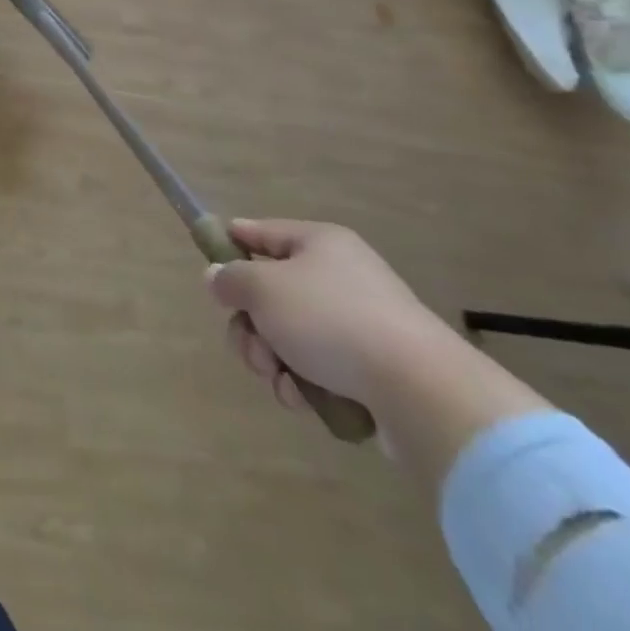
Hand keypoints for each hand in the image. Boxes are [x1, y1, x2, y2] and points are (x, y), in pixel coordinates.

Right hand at [206, 219, 456, 414]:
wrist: (421, 391)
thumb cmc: (330, 320)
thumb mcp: (263, 289)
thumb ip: (231, 278)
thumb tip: (217, 277)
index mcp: (318, 242)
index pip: (259, 231)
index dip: (229, 244)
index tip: (208, 268)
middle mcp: (340, 275)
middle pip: (270, 292)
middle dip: (250, 325)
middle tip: (251, 346)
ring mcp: (360, 323)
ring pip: (290, 335)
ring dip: (272, 358)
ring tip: (280, 379)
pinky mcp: (374, 369)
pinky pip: (320, 368)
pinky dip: (304, 383)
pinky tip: (304, 399)